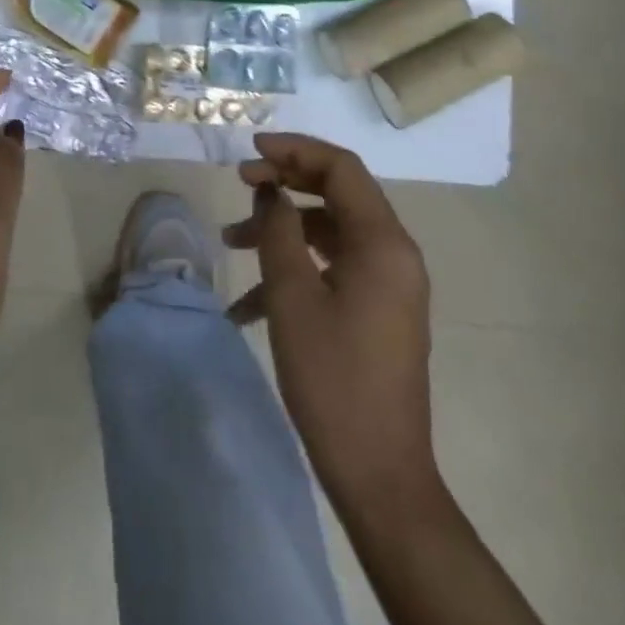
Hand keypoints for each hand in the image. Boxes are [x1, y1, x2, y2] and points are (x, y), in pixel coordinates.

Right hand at [225, 132, 440, 509]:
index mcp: (383, 242)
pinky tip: (248, 303)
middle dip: (285, 182)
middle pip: (338, 192)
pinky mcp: (378, 308)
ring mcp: (388, 282)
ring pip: (330, 230)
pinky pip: (334, 267)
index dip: (294, 149)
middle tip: (240, 183)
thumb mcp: (292, 297)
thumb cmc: (333, 379)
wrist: (379, 475)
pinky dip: (295, 268)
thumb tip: (269, 190)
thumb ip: (277, 230)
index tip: (250, 152)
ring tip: (231, 241)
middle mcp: (394, 253)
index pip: (341, 167)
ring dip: (282, 228)